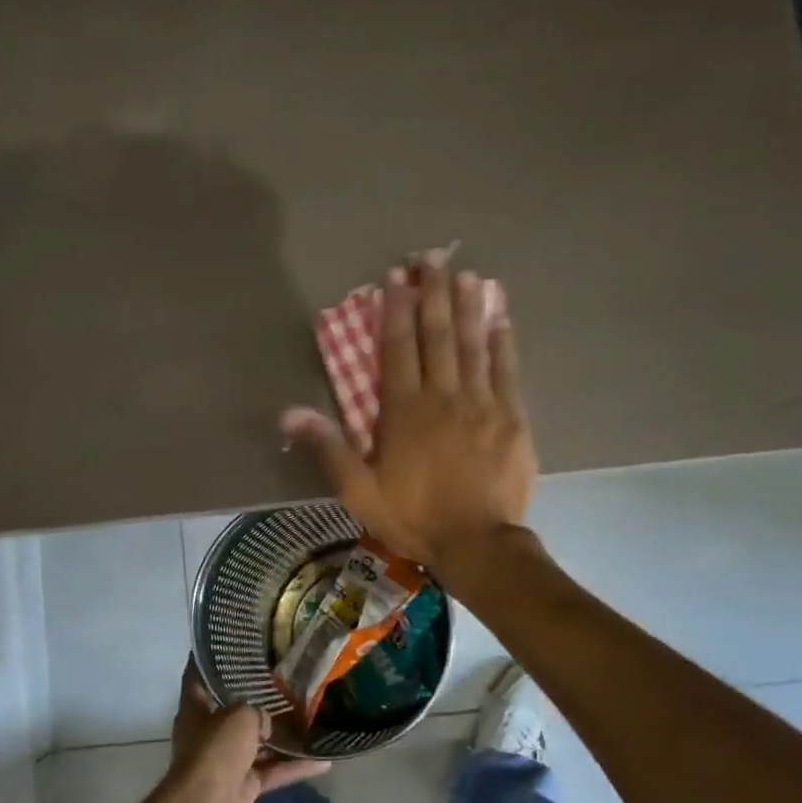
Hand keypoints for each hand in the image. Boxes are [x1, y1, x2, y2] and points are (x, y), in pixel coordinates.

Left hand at [160, 660, 329, 802]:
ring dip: (282, 737)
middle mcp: (209, 733)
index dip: (212, 660)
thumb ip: (256, 710)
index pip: (200, 677)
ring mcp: (227, 761)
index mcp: (196, 710)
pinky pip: (273, 771)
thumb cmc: (216, 749)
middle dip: (258, 700)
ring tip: (311, 719)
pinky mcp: (245, 786)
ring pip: (259, 744)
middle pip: (235, 711)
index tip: (232, 645)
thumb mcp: (240, 715)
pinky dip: (294, 767)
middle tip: (286, 681)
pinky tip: (323, 761)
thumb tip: (265, 722)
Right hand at [282, 248, 536, 572]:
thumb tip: (289, 413)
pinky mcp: (512, 418)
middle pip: (437, 336)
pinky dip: (503, 343)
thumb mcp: (359, 491)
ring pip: (473, 346)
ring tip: (467, 275)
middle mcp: (443, 396)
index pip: (397, 349)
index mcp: (404, 411)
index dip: (395, 311)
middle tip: (434, 259)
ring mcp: (482, 404)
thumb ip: (327, 449)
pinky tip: (501, 319)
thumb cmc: (414, 517)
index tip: (396, 279)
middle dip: (433, 295)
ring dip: (468, 308)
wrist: (478, 543)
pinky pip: (507, 371)